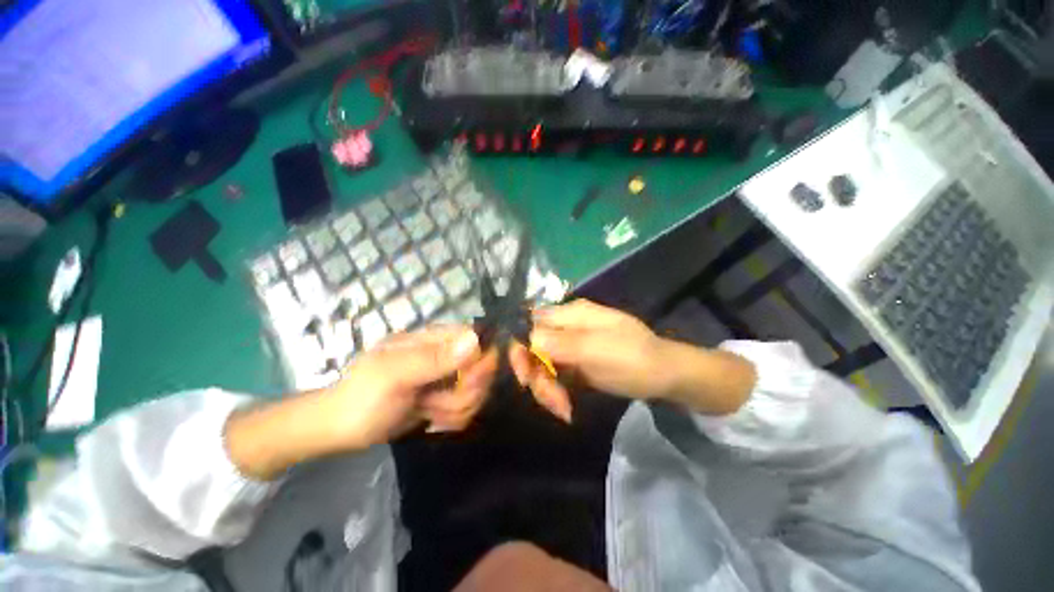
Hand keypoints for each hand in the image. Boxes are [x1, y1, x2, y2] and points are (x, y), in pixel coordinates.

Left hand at [327, 325, 498, 446]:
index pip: (477, 340)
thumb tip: (475, 340)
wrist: (340, 429)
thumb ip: (434, 359)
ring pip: (476, 392)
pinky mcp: (445, 398)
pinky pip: (467, 408)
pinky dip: (452, 419)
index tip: (466, 382)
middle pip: (481, 369)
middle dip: (464, 393)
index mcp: (433, 339)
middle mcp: (445, 355)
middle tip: (435, 402)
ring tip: (426, 411)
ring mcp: (446, 378)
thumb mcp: (394, 376)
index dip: (480, 361)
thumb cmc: (361, 398)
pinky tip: (430, 420)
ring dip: (455, 409)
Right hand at [509, 300, 665, 420]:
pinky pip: (553, 376)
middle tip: (552, 400)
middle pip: (533, 347)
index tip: (525, 377)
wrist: (663, 375)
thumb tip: (528, 338)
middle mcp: (566, 326)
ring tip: (562, 409)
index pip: (531, 324)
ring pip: (541, 365)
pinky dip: (555, 393)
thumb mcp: (599, 350)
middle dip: (537, 376)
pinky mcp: (574, 364)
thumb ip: (563, 343)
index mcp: (571, 314)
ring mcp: (570, 346)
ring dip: (546, 389)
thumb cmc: (634, 358)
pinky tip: (565, 408)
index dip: (521, 348)